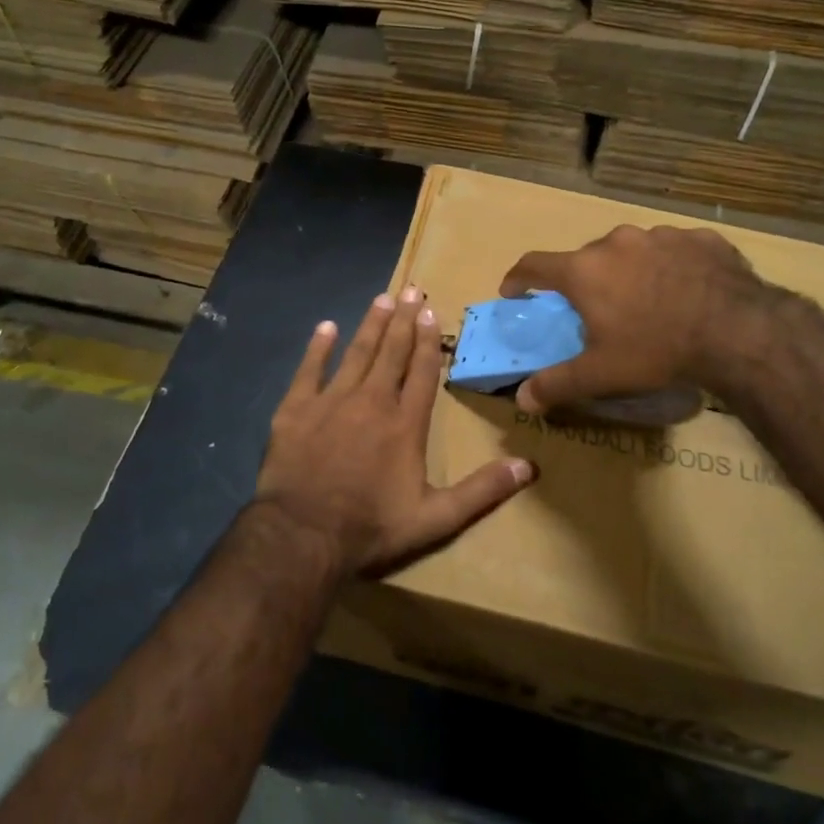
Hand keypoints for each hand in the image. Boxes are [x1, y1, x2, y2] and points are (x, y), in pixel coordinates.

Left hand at [257, 285, 536, 577]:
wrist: (303, 534)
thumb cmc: (371, 527)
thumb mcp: (435, 518)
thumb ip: (481, 491)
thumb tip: (528, 467)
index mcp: (405, 423)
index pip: (421, 371)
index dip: (427, 341)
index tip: (430, 311)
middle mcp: (371, 401)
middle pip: (392, 352)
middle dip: (403, 320)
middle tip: (411, 289)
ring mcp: (331, 401)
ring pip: (356, 353)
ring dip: (371, 325)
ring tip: (382, 299)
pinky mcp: (295, 409)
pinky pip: (309, 369)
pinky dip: (318, 347)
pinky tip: (326, 327)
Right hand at [500, 225, 776, 413]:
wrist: (738, 331)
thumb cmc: (656, 350)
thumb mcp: (601, 374)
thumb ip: (557, 385)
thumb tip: (522, 400)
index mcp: (585, 270)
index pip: (534, 264)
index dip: (519, 278)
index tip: (514, 291)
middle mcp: (617, 242)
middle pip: (587, 258)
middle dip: (585, 281)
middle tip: (595, 310)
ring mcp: (661, 235)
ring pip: (632, 251)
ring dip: (630, 271)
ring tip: (647, 301)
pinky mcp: (700, 238)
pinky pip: (674, 250)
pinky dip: (670, 267)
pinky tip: (686, 291)